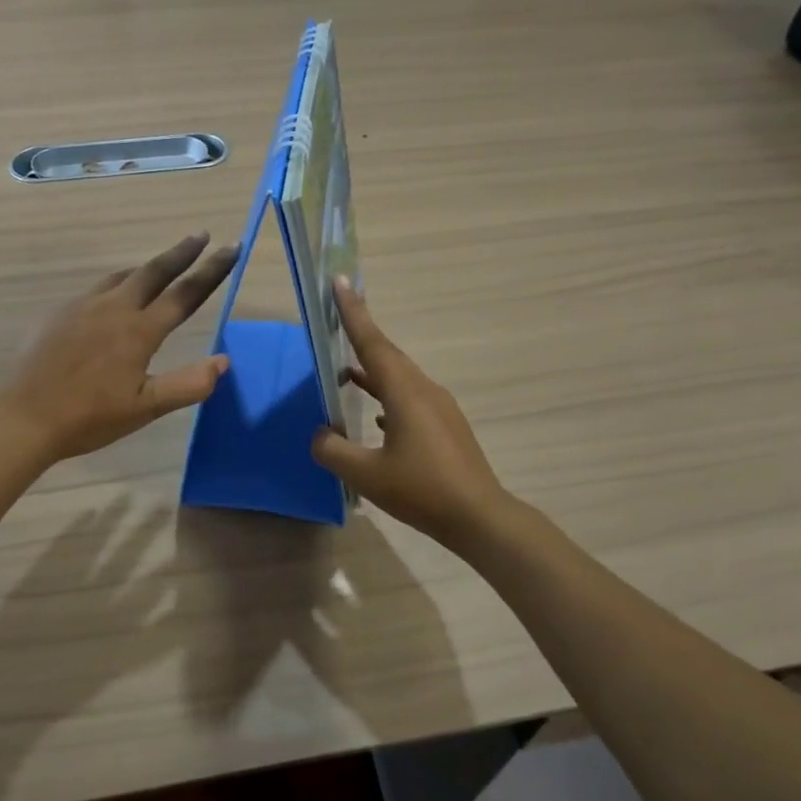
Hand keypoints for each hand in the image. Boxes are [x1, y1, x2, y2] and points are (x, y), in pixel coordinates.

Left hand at [0, 232, 238, 462]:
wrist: (25, 417)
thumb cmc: (90, 417)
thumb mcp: (146, 409)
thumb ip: (188, 384)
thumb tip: (223, 361)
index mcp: (139, 331)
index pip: (185, 294)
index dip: (212, 270)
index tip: (232, 248)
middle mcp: (114, 308)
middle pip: (154, 271)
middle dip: (182, 252)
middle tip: (202, 234)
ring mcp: (84, 307)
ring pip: (124, 276)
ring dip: (148, 267)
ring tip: (163, 264)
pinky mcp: (61, 313)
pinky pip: (99, 288)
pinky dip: (119, 283)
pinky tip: (115, 297)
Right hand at [310, 278, 510, 549]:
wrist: (480, 517)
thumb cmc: (421, 490)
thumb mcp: (366, 474)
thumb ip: (333, 450)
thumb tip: (320, 434)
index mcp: (405, 392)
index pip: (372, 343)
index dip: (353, 313)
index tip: (341, 282)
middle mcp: (424, 390)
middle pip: (387, 355)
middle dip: (361, 335)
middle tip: (338, 317)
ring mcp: (439, 408)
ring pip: (399, 378)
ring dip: (372, 371)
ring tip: (346, 372)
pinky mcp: (445, 427)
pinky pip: (409, 398)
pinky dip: (387, 396)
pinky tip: (377, 418)